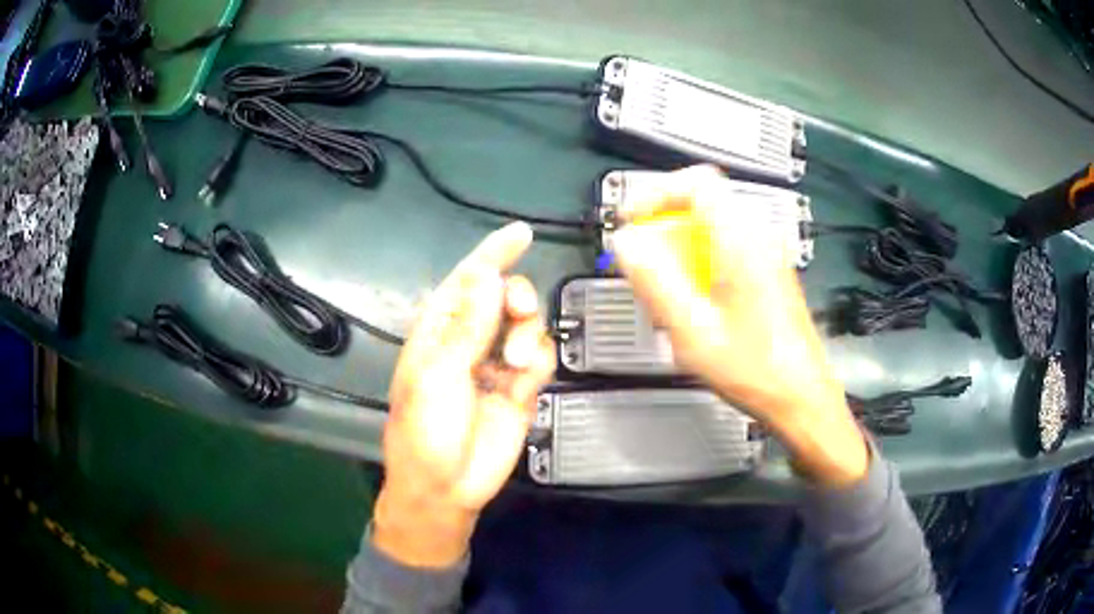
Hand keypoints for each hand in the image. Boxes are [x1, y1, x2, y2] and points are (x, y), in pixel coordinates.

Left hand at [372, 222, 555, 567]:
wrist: (447, 486)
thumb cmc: (425, 429)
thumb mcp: (439, 374)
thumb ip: (468, 324)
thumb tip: (486, 273)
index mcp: (440, 330)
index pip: (468, 281)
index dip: (493, 254)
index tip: (521, 233)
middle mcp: (471, 340)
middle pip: (505, 297)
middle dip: (517, 297)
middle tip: (519, 311)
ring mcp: (497, 364)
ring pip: (527, 325)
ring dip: (527, 335)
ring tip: (514, 363)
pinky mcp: (521, 388)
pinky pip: (540, 359)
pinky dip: (537, 363)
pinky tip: (522, 383)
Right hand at [611, 166, 867, 487]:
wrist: (801, 398)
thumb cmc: (757, 370)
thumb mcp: (693, 331)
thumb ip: (655, 281)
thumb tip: (627, 244)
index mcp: (743, 243)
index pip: (698, 182)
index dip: (658, 193)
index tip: (636, 221)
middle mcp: (760, 240)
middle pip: (702, 205)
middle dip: (665, 230)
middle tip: (647, 266)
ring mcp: (768, 256)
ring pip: (712, 229)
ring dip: (682, 251)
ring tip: (670, 295)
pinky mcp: (769, 274)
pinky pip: (726, 250)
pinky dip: (701, 266)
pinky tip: (696, 307)